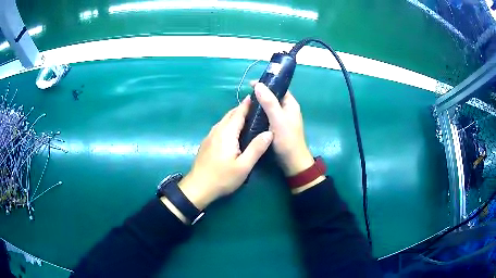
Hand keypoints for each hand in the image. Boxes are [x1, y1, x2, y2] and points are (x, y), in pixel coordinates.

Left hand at [177, 96, 272, 209]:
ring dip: (235, 116)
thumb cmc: (222, 177)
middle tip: (257, 108)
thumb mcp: (243, 166)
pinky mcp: (207, 142)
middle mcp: (217, 130)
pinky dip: (229, 124)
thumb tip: (269, 132)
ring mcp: (210, 136)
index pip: (239, 113)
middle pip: (230, 114)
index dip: (248, 104)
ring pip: (224, 121)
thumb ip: (256, 148)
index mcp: (227, 133)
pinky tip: (234, 132)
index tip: (257, 96)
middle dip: (242, 109)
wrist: (198, 187)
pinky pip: (220, 127)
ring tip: (248, 118)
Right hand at [251, 82, 314, 176]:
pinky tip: (250, 116)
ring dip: (259, 104)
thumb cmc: (287, 139)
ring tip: (246, 104)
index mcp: (290, 104)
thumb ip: (269, 102)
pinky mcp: (277, 127)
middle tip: (246, 95)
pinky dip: (259, 114)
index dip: (266, 84)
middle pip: (273, 96)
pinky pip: (267, 116)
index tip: (251, 84)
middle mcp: (287, 109)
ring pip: (269, 106)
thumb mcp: (278, 119)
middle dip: (260, 94)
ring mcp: (282, 118)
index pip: (278, 88)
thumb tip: (258, 85)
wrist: (292, 161)